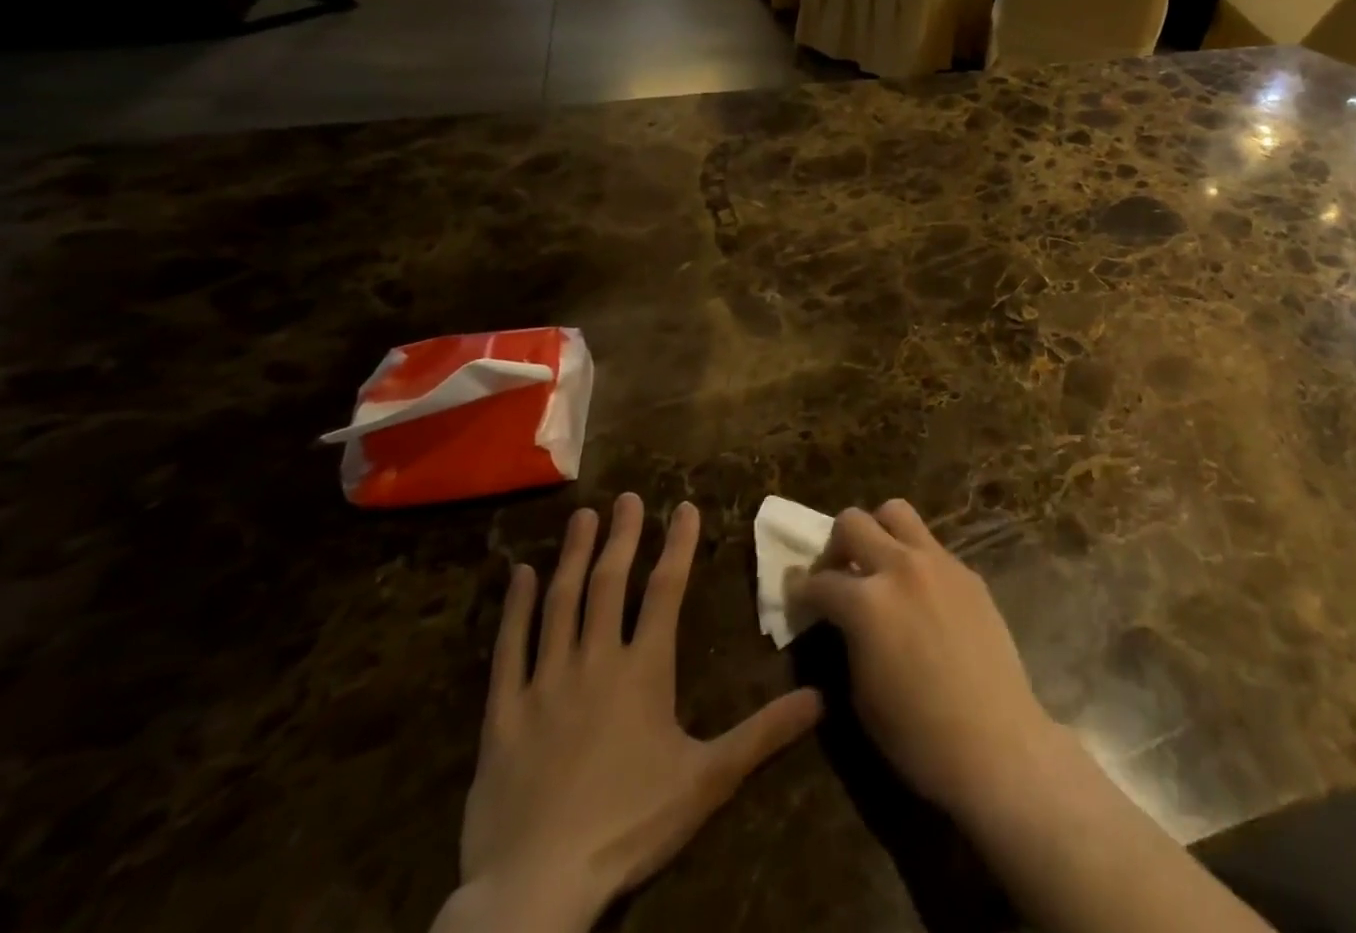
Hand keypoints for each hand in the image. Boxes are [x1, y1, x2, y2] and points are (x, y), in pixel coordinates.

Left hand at [446, 495, 821, 932]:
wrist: (535, 890)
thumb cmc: (628, 825)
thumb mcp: (708, 779)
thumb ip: (763, 733)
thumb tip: (821, 697)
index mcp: (643, 670)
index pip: (666, 591)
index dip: (678, 545)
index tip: (684, 507)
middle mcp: (594, 661)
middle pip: (610, 584)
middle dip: (622, 537)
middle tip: (627, 497)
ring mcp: (543, 684)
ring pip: (560, 604)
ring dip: (574, 556)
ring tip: (583, 517)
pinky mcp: (502, 715)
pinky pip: (508, 649)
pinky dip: (515, 608)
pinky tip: (520, 575)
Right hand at [791, 500, 1059, 820]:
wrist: (995, 740)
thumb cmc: (917, 735)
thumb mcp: (860, 691)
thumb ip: (847, 636)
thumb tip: (840, 617)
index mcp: (866, 602)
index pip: (819, 581)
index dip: (801, 592)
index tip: (799, 598)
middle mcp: (900, 567)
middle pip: (853, 522)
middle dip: (836, 545)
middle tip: (838, 574)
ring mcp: (938, 562)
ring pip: (897, 512)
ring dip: (878, 532)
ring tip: (878, 566)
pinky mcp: (967, 570)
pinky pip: (930, 545)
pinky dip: (913, 556)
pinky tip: (918, 593)